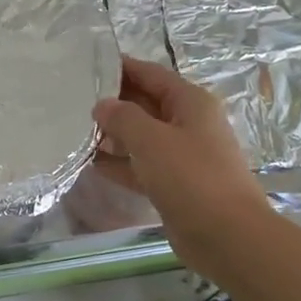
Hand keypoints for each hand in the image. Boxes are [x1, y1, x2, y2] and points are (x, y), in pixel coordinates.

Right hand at [95, 57, 273, 276]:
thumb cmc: (191, 177)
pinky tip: (92, 164)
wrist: (227, 235)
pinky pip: (143, 166)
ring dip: (114, 135)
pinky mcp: (176, 184)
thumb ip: (122, 118)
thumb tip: (102, 105)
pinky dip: (121, 164)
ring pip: (143, 137)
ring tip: (77, 132)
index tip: (88, 66)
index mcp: (190, 102)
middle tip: (73, 101)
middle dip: (114, 103)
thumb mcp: (151, 140)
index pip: (151, 74)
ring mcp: (183, 156)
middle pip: (146, 104)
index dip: (122, 68)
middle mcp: (189, 124)